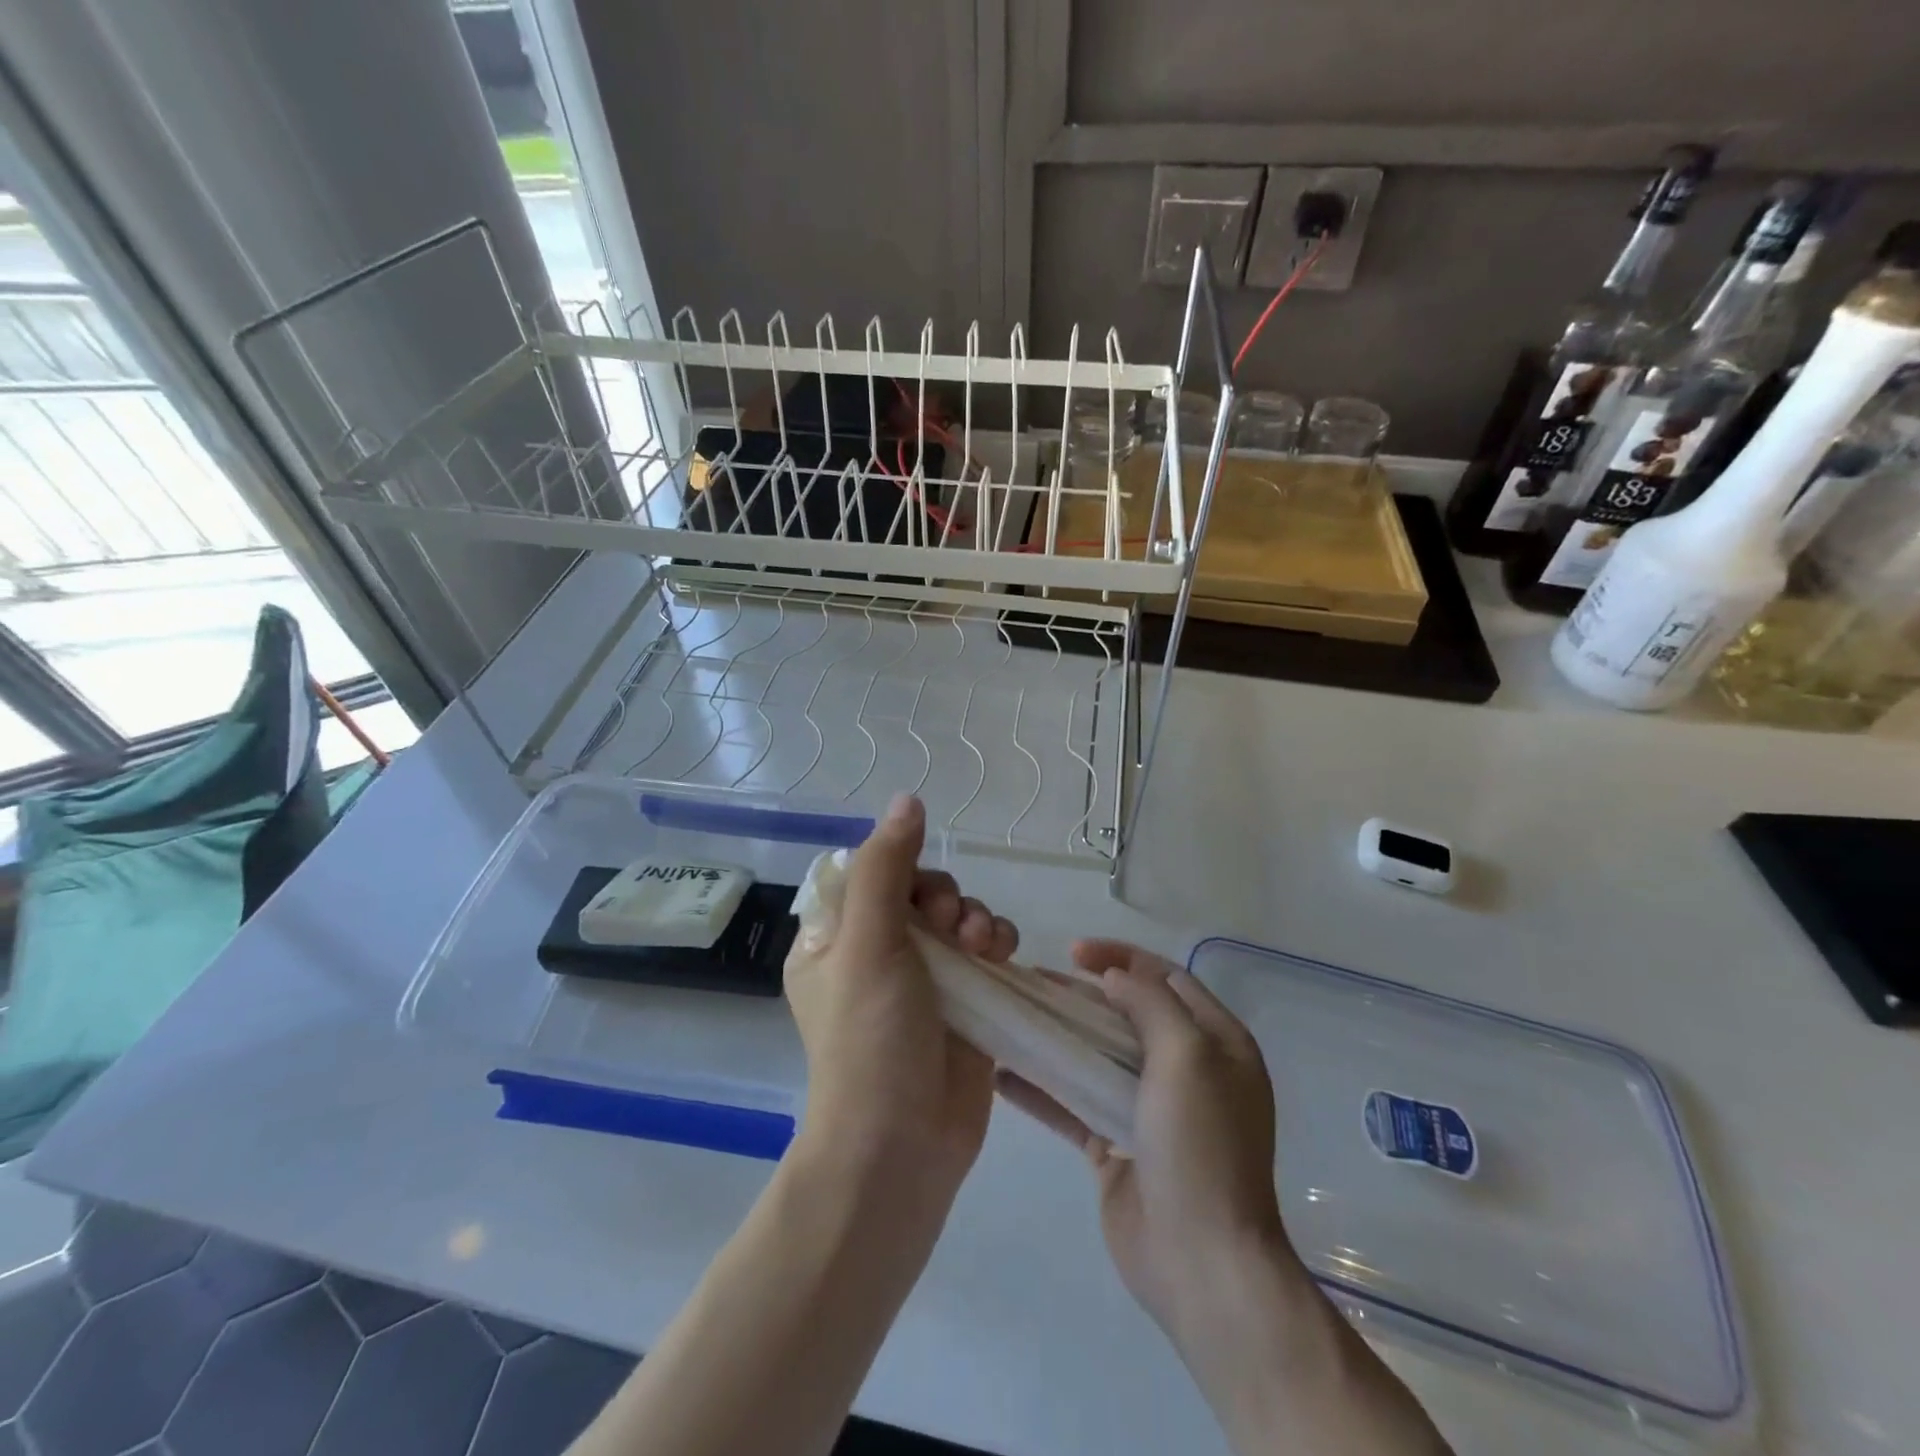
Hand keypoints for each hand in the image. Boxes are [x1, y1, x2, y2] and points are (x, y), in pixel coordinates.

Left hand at [784, 794, 1018, 1196]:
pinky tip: (1001, 954)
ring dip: (974, 915)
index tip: (913, 886)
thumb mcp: (867, 943)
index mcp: (834, 939)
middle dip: (942, 896)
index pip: (867, 874)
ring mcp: (923, 978)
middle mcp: (875, 953)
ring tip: (982, 943)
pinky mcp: (964, 1000)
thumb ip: (885, 867)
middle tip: (948, 924)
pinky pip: (984, 948)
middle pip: (917, 889)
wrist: (902, 1144)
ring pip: (956, 915)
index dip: (898, 867)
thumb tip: (906, 799)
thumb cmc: (870, 1040)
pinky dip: (995, 940)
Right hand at [998, 940, 1297, 1345]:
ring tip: (1012, 1016)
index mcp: (1217, 1043)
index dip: (1121, 957)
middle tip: (1033, 980)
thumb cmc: (1199, 1145)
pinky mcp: (1116, 1146)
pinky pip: (1075, 1104)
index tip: (1075, 952)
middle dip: (1081, 994)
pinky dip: (1043, 1089)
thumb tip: (1114, 976)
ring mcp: (1149, 1110)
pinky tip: (1002, 1075)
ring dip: (1057, 1035)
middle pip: (1126, 1014)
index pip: (1166, 978)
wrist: (1202, 1263)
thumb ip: (1150, 1003)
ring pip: (1096, 1056)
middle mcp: (1186, 1070)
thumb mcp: (1187, 1055)